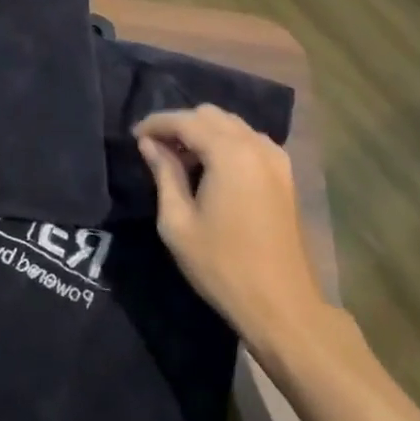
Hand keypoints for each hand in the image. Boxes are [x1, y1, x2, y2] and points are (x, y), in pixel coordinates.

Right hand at [134, 106, 329, 341]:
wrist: (282, 305)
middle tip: (155, 148)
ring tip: (179, 159)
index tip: (134, 135)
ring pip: (232, 125)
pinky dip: (226, 143)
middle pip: (210, 115)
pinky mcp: (285, 175)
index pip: (185, 120)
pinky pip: (249, 141)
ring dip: (203, 132)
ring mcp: (276, 159)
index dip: (156, 123)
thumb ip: (164, 174)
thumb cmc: (222, 265)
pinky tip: (210, 169)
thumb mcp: (178, 222)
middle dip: (180, 124)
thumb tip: (149, 144)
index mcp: (230, 153)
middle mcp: (256, 145)